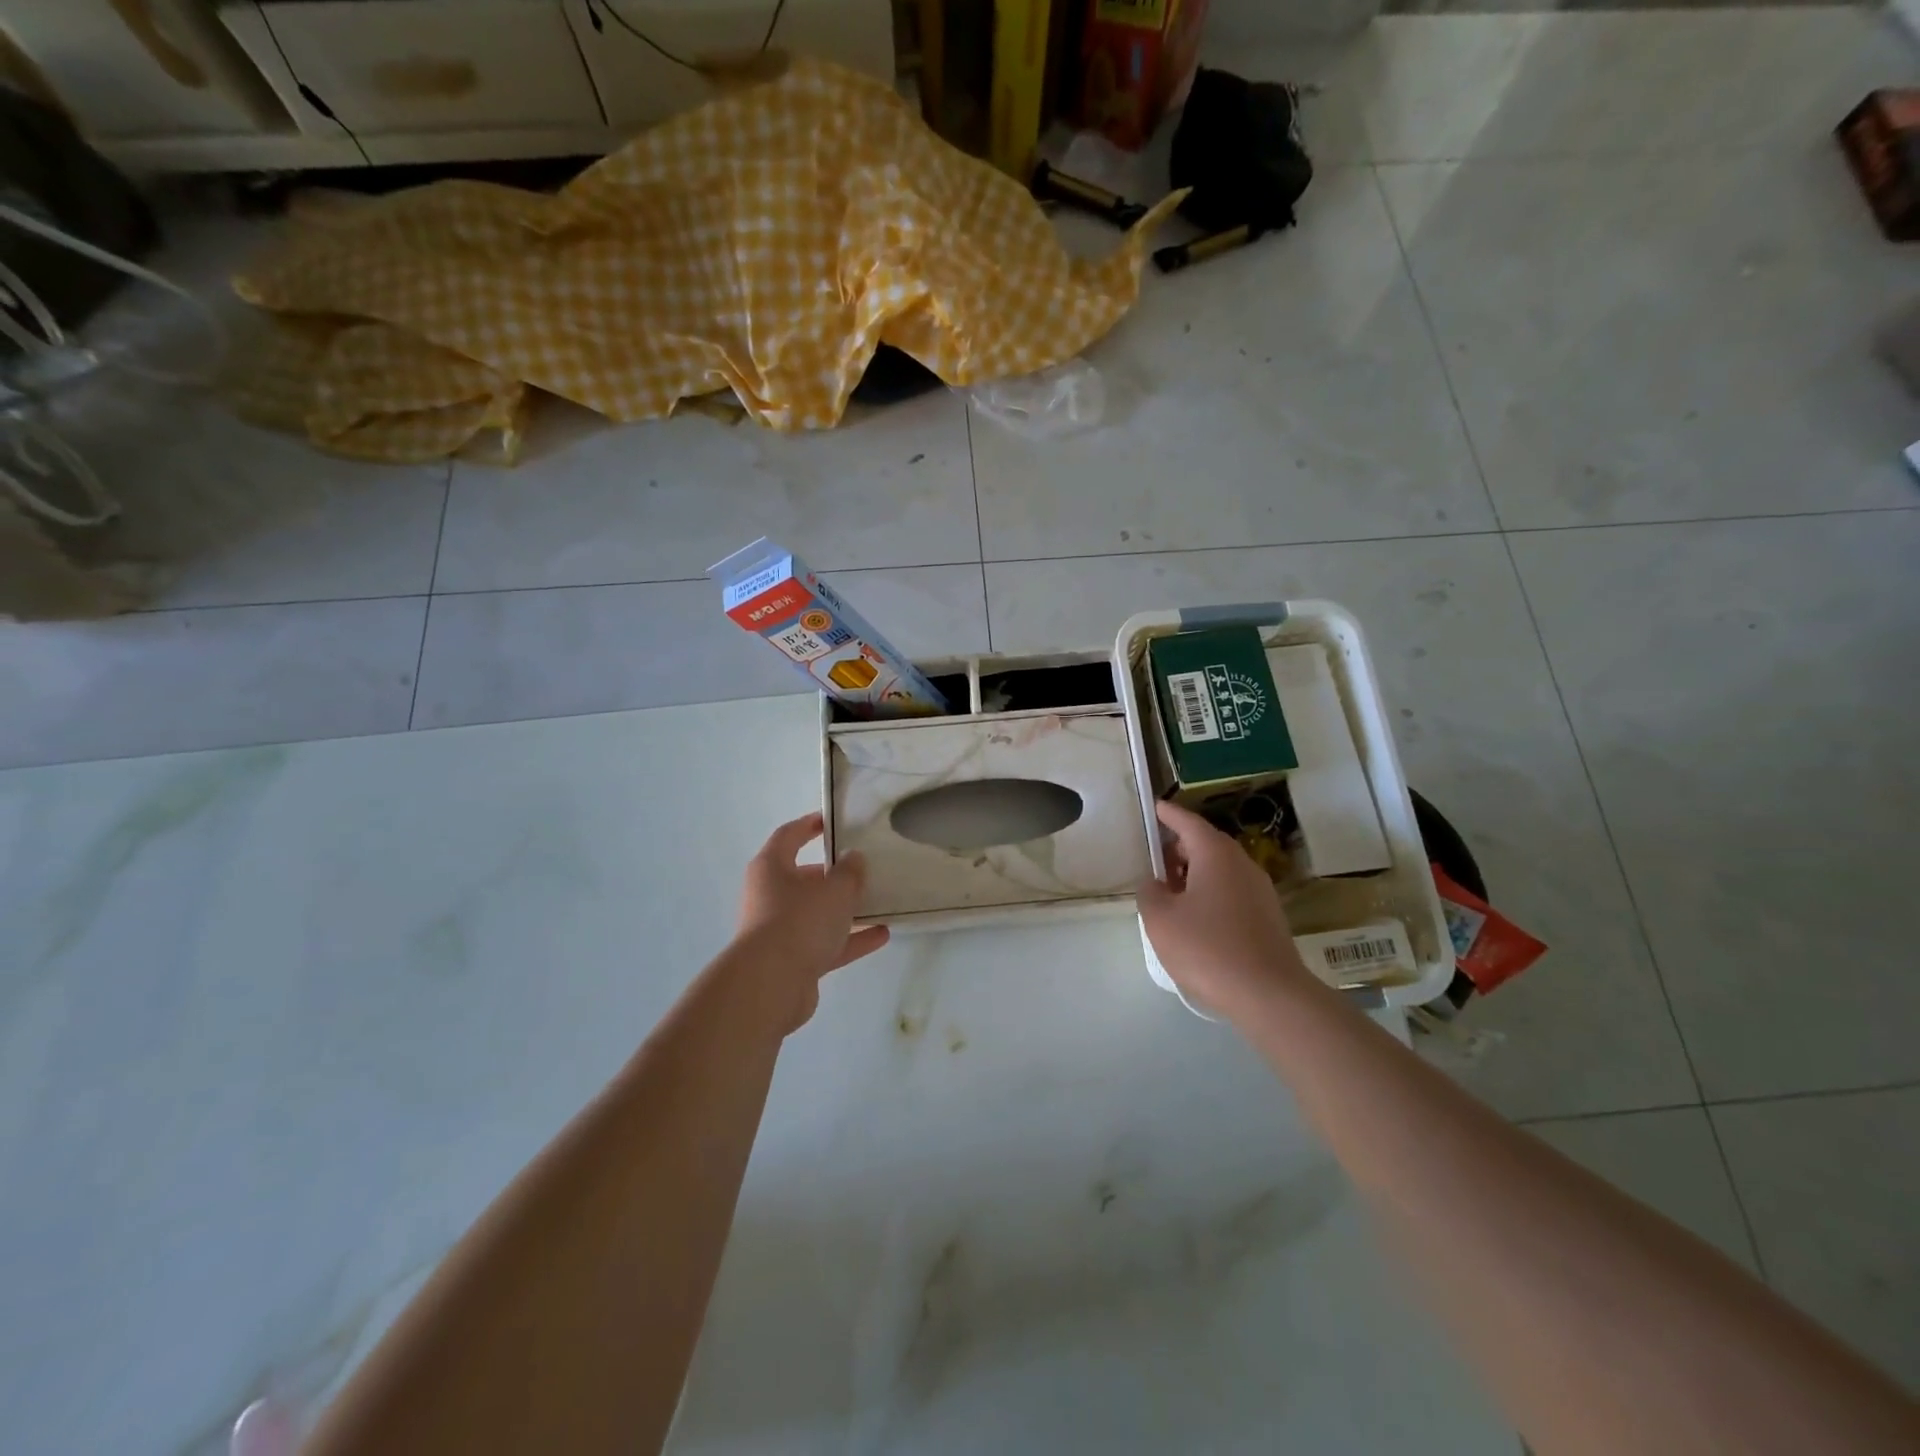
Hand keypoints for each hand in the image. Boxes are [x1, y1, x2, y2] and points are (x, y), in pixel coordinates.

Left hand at [730, 813, 890, 1030]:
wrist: (771, 985)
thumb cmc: (800, 921)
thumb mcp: (834, 889)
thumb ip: (850, 871)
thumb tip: (854, 859)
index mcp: (772, 868)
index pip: (790, 835)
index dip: (811, 825)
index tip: (833, 820)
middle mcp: (771, 896)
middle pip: (804, 878)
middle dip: (834, 873)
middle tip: (865, 867)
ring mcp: (780, 931)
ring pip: (817, 913)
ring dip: (845, 909)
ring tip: (879, 901)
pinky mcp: (792, 961)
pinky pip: (826, 943)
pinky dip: (850, 939)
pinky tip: (881, 934)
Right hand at [1136, 799, 1311, 1017]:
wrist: (1269, 994)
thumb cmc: (1208, 948)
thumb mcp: (1161, 920)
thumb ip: (1150, 893)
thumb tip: (1155, 883)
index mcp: (1215, 854)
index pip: (1188, 822)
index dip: (1168, 814)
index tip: (1155, 807)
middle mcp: (1241, 864)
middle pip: (1206, 844)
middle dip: (1179, 848)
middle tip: (1155, 861)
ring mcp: (1259, 890)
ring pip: (1220, 869)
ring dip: (1194, 874)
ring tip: (1171, 894)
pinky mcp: (1268, 915)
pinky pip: (1232, 891)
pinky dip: (1210, 893)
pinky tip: (1196, 919)